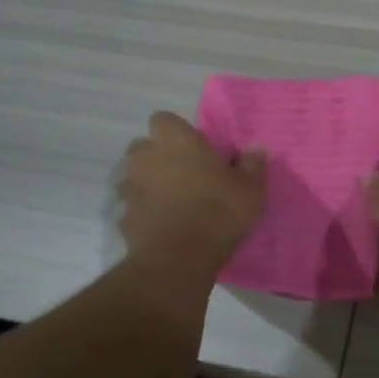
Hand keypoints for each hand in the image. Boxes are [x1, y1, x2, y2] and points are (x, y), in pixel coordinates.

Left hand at [119, 112, 266, 269]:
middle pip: (144, 148)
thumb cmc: (218, 210)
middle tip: (184, 174)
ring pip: (134, 178)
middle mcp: (146, 158)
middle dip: (158, 157)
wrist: (179, 258)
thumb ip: (252, 165)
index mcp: (175, 140)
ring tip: (173, 203)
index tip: (195, 148)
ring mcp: (130, 189)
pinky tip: (165, 228)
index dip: (177, 132)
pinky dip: (146, 214)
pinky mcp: (123, 219)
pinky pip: (134, 209)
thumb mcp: (251, 188)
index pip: (164, 119)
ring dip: (149, 185)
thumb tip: (255, 150)